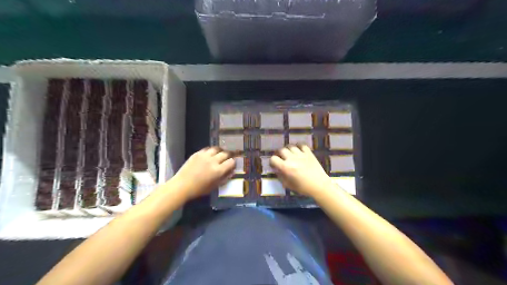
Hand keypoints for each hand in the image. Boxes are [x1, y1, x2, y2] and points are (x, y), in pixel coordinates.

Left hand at [170, 148, 233, 201]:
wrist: (182, 185)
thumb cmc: (199, 189)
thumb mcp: (214, 186)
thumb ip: (224, 178)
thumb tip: (232, 172)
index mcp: (218, 171)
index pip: (231, 162)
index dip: (234, 163)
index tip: (233, 164)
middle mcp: (213, 161)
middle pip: (226, 153)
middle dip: (230, 154)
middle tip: (230, 156)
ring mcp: (205, 156)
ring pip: (217, 148)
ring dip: (221, 150)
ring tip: (221, 152)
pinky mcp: (197, 153)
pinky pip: (207, 148)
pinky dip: (211, 150)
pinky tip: (211, 153)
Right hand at [269, 145, 333, 195]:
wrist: (319, 186)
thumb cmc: (303, 188)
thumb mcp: (288, 185)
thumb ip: (280, 176)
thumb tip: (276, 170)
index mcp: (286, 167)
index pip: (273, 159)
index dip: (272, 161)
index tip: (274, 165)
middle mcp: (292, 159)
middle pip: (281, 150)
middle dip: (279, 154)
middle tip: (281, 158)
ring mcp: (301, 154)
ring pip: (290, 146)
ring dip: (288, 149)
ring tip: (289, 154)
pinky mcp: (309, 153)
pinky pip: (301, 145)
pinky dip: (298, 146)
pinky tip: (298, 151)